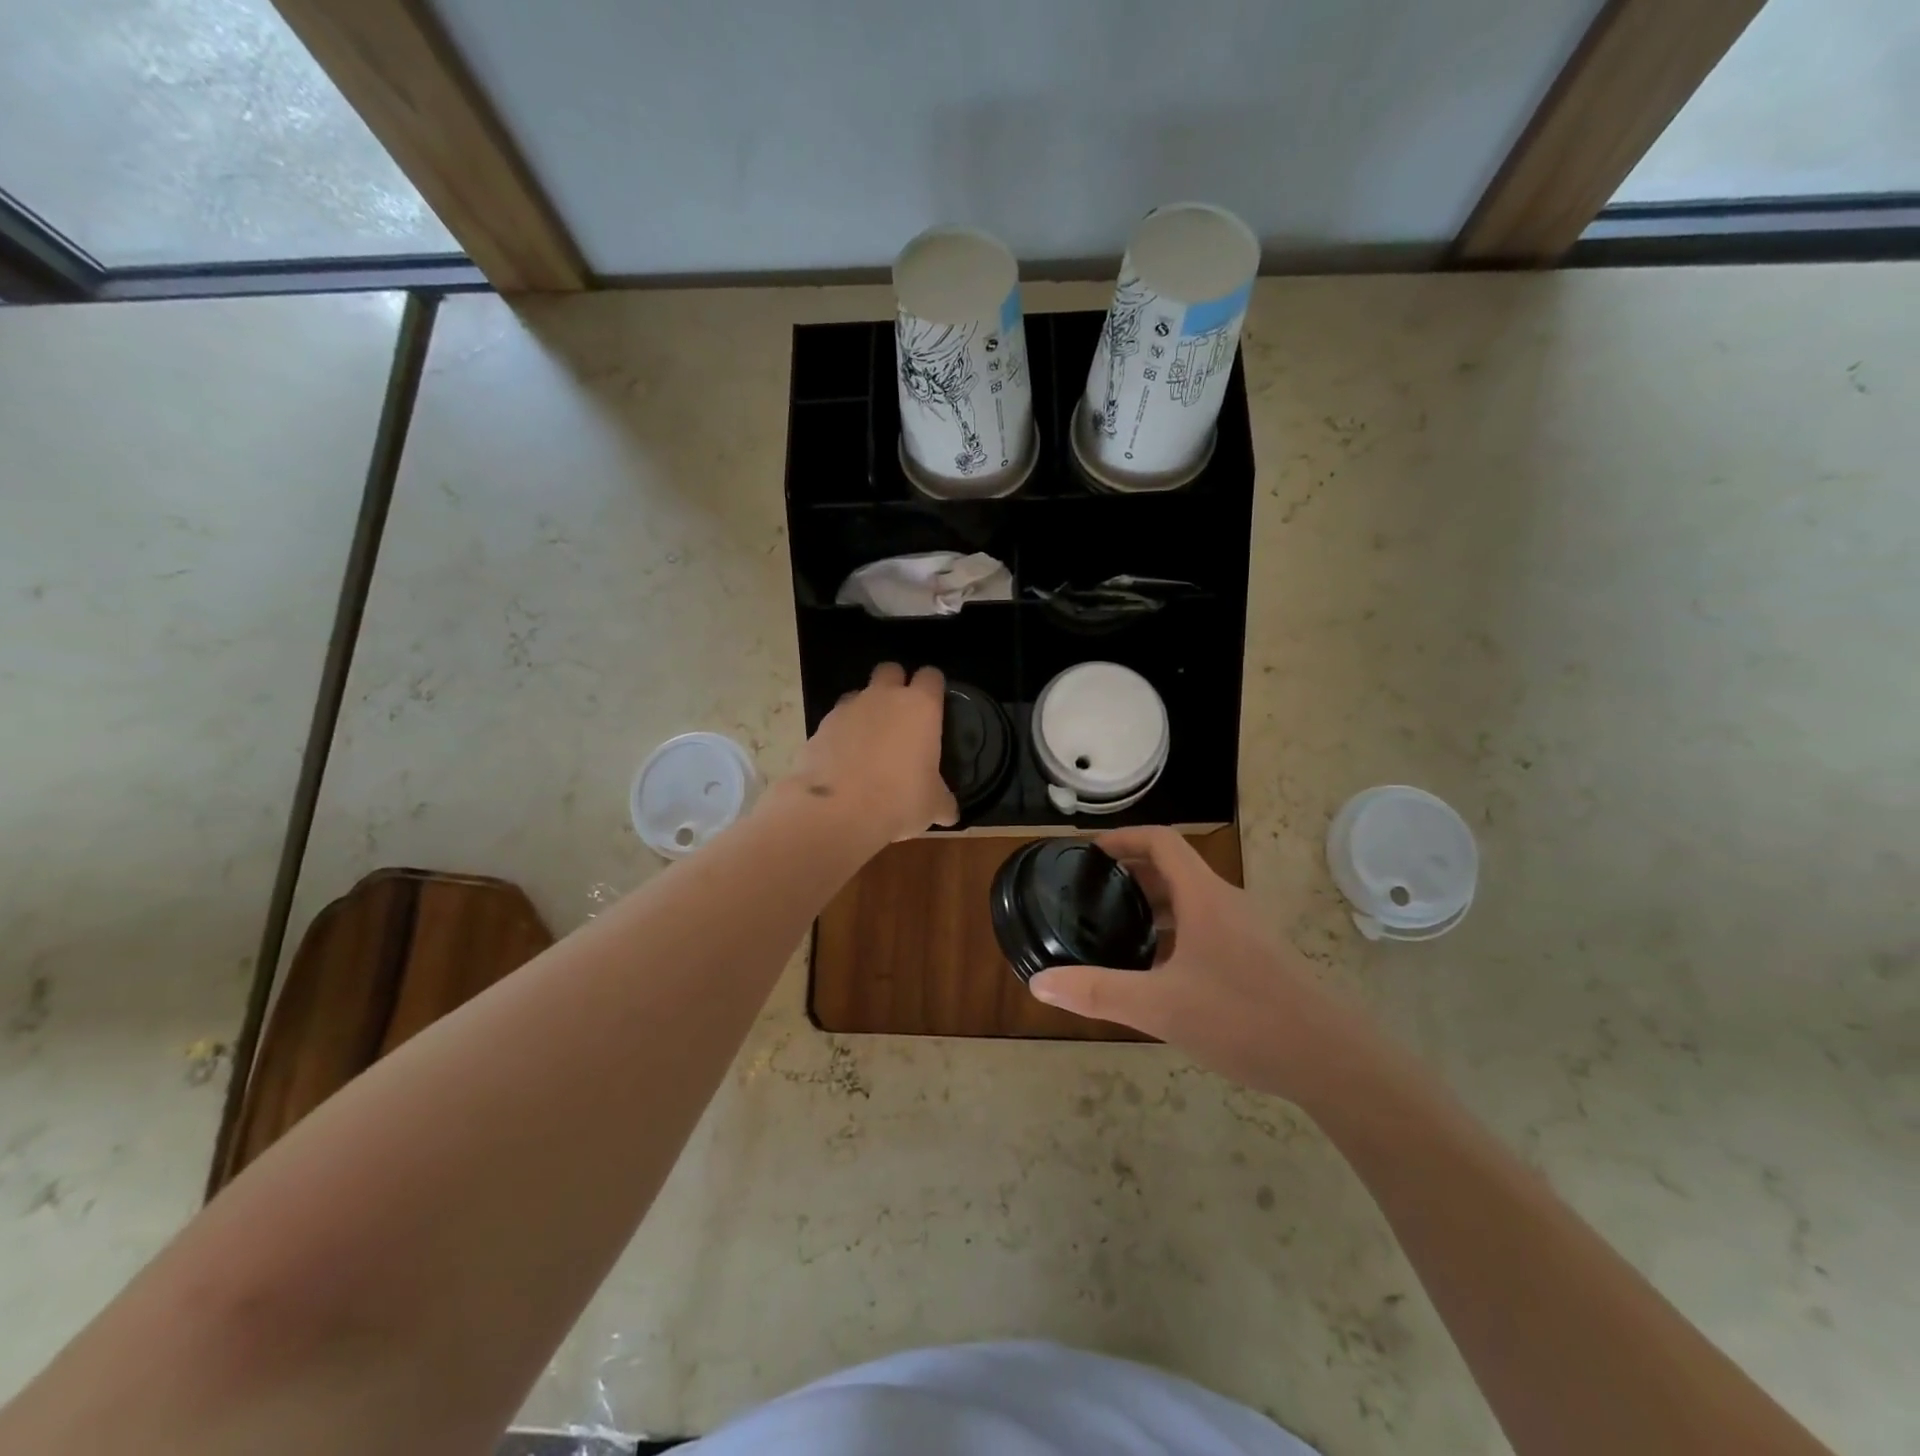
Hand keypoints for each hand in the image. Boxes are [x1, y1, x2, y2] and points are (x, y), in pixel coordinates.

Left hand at [786, 663, 957, 843]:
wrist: (837, 811)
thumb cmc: (899, 800)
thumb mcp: (933, 806)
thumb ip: (943, 801)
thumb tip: (949, 812)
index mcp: (920, 707)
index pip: (931, 676)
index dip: (933, 688)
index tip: (935, 705)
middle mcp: (883, 697)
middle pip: (890, 670)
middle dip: (895, 685)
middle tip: (900, 716)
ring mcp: (847, 709)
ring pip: (859, 694)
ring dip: (865, 710)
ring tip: (869, 742)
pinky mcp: (819, 727)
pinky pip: (835, 722)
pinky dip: (841, 735)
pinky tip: (844, 762)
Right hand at [1028, 826, 1368, 1105]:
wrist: (1331, 1060)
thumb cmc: (1242, 1018)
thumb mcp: (1159, 1006)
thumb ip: (1097, 992)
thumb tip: (1039, 982)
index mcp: (1203, 896)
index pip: (1160, 841)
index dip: (1123, 838)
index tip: (1089, 852)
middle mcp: (1226, 903)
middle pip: (1174, 869)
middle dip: (1131, 875)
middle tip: (1093, 895)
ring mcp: (1247, 930)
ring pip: (1192, 902)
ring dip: (1155, 907)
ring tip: (1118, 932)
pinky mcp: (1259, 957)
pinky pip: (1208, 928)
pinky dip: (1177, 933)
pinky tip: (1161, 972)